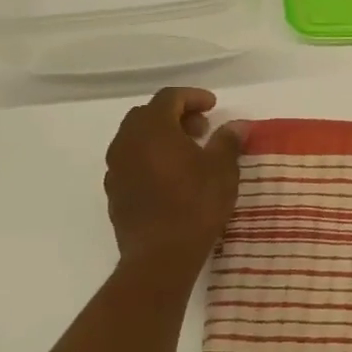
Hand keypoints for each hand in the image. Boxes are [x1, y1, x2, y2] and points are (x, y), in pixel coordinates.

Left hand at [104, 88, 244, 276]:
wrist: (160, 255)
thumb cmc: (196, 204)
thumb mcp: (223, 169)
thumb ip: (228, 141)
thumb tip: (237, 125)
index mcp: (153, 130)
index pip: (169, 98)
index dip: (193, 96)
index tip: (214, 106)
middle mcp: (127, 142)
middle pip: (148, 114)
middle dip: (176, 115)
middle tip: (203, 128)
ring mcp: (116, 168)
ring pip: (136, 138)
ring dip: (162, 136)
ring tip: (189, 152)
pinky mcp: (114, 191)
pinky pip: (131, 161)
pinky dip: (151, 157)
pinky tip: (172, 175)